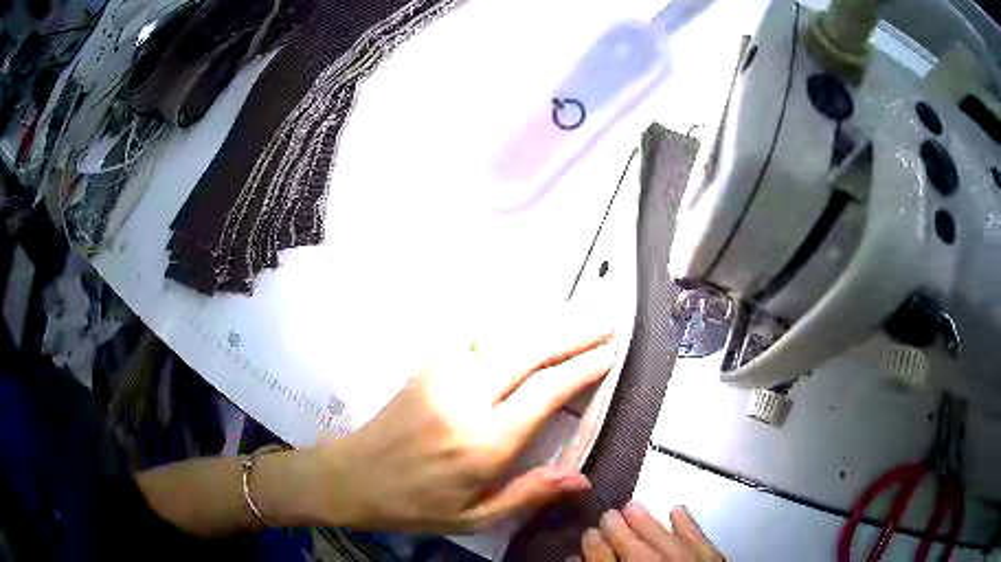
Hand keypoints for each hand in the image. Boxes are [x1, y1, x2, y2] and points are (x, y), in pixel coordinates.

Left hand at [314, 313, 616, 533]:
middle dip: (574, 334)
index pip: (544, 393)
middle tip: (607, 322)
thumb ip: (530, 494)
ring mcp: (442, 376)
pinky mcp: (427, 366)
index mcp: (482, 443)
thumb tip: (582, 478)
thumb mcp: (475, 517)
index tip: (609, 355)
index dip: (581, 370)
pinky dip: (512, 332)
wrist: (352, 476)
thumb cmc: (415, 505)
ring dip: (545, 327)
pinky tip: (530, 331)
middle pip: (530, 353)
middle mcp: (465, 400)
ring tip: (579, 319)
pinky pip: (480, 342)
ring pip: (505, 339)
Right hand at [582, 502, 724, 560]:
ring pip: (664, 539)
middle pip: (632, 546)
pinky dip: (689, 525)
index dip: (594, 545)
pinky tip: (678, 508)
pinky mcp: (711, 559)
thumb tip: (577, 557)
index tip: (588, 532)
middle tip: (608, 514)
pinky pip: (700, 541)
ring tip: (633, 505)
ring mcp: (687, 561)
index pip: (603, 558)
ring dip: (647, 522)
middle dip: (617, 529)